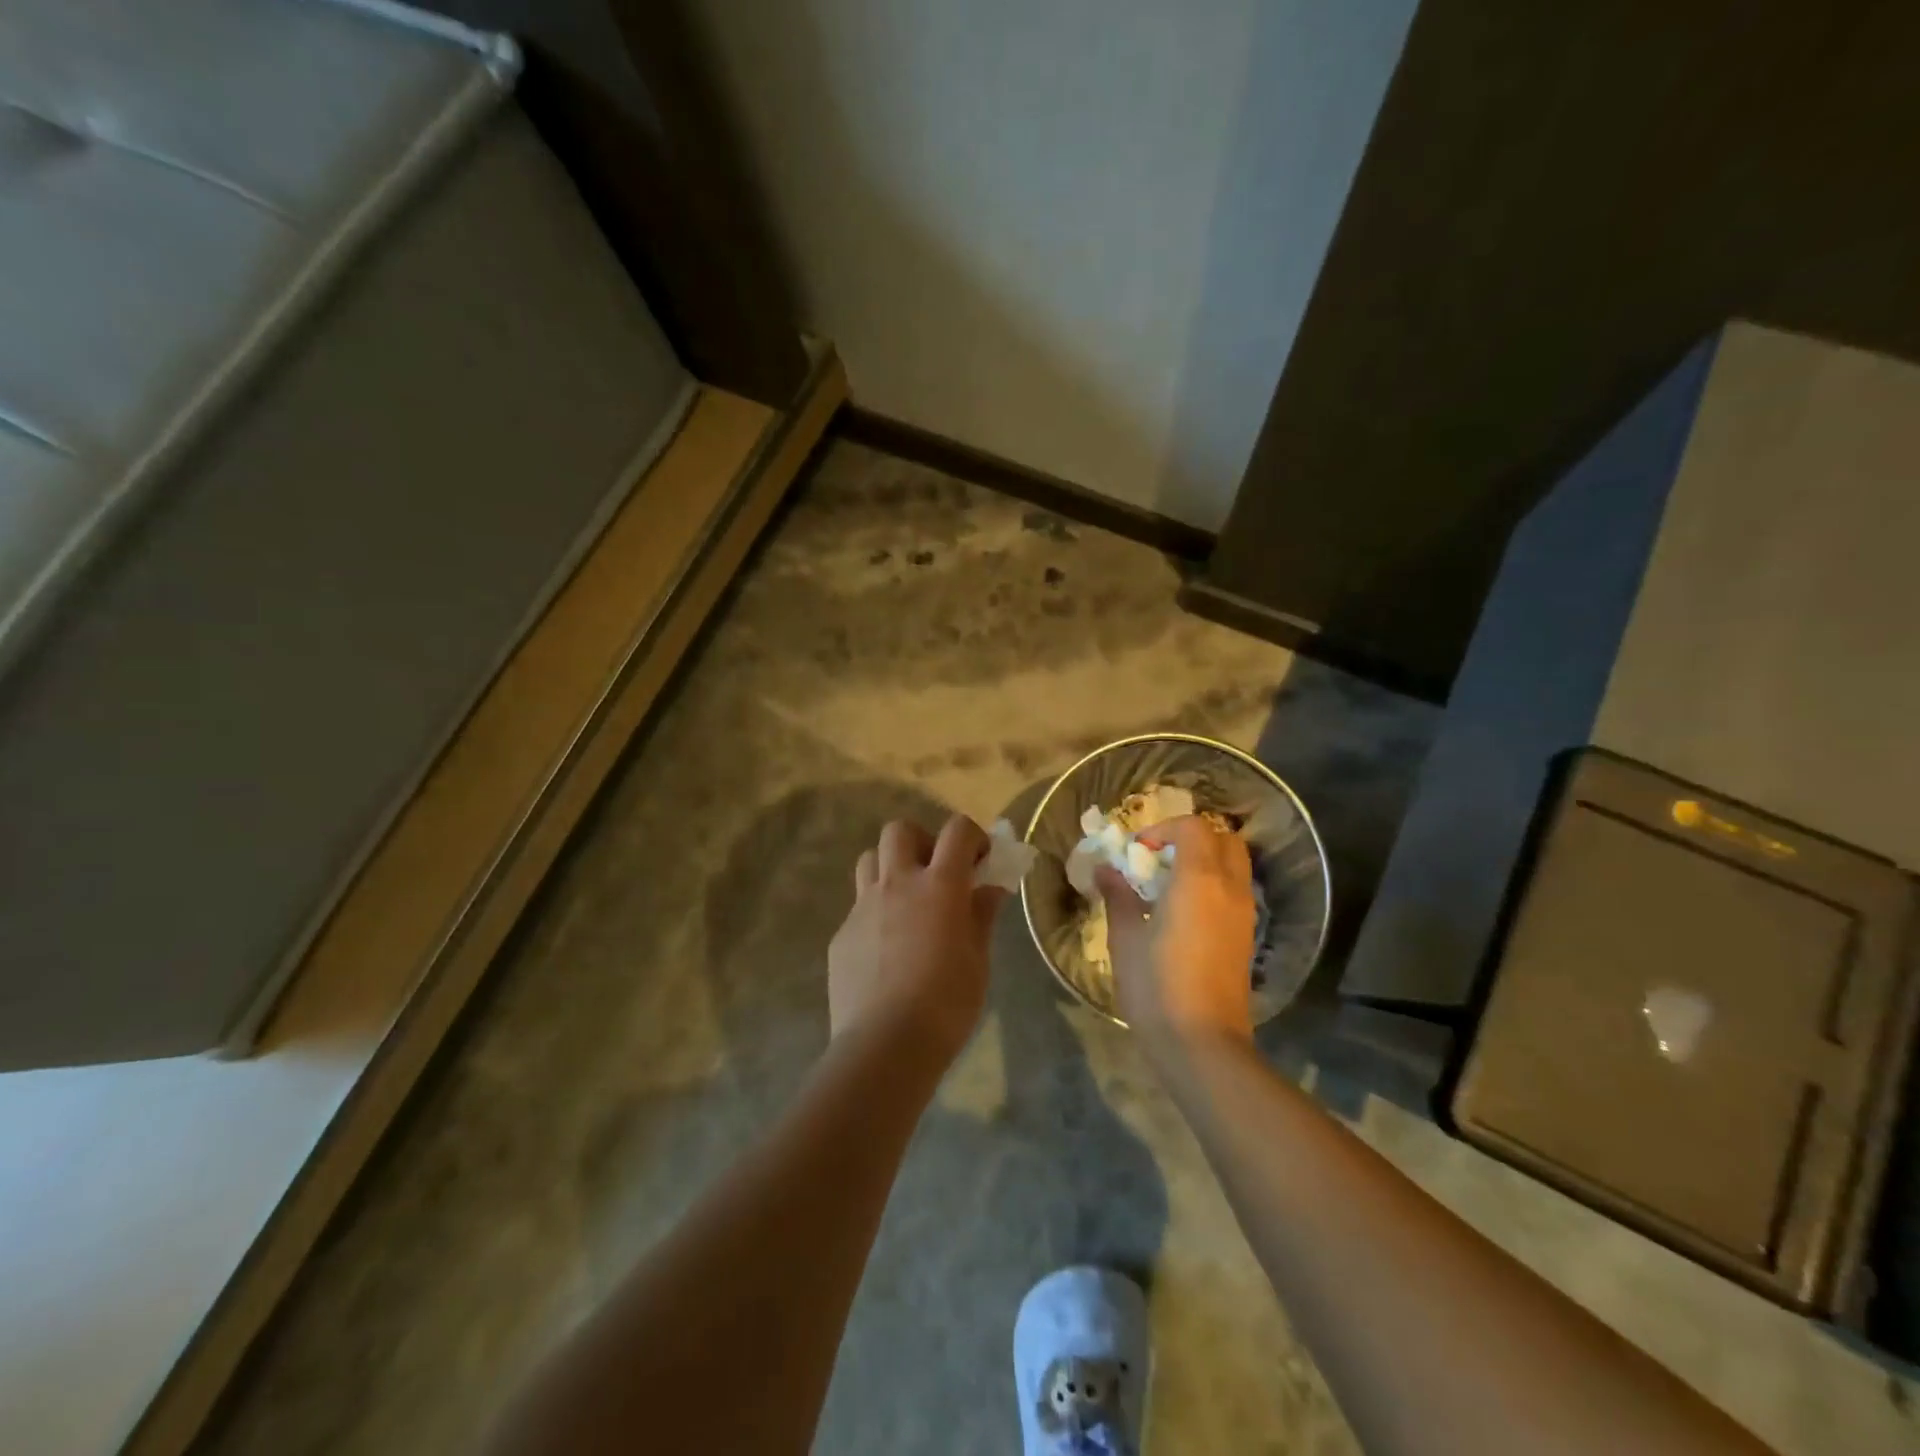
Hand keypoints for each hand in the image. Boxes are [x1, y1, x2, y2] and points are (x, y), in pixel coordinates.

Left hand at [828, 815, 1005, 1064]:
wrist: (885, 1044)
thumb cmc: (946, 1003)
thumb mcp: (978, 959)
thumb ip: (981, 915)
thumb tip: (990, 888)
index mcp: (939, 885)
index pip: (957, 830)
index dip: (973, 836)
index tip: (980, 861)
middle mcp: (898, 883)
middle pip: (900, 830)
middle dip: (921, 841)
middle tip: (935, 874)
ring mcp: (863, 906)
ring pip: (870, 859)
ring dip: (891, 868)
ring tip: (907, 902)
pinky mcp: (842, 933)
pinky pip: (858, 906)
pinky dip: (876, 912)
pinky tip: (886, 949)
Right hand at [1097, 815, 1256, 1049]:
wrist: (1203, 1043)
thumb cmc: (1157, 986)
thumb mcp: (1126, 938)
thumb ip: (1118, 896)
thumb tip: (1106, 869)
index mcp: (1199, 880)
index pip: (1194, 827)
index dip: (1164, 829)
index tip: (1137, 851)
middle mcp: (1229, 888)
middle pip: (1223, 839)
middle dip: (1191, 838)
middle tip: (1159, 858)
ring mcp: (1244, 914)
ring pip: (1234, 864)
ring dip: (1205, 860)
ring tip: (1169, 883)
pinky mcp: (1246, 937)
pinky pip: (1235, 890)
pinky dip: (1214, 883)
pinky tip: (1184, 911)